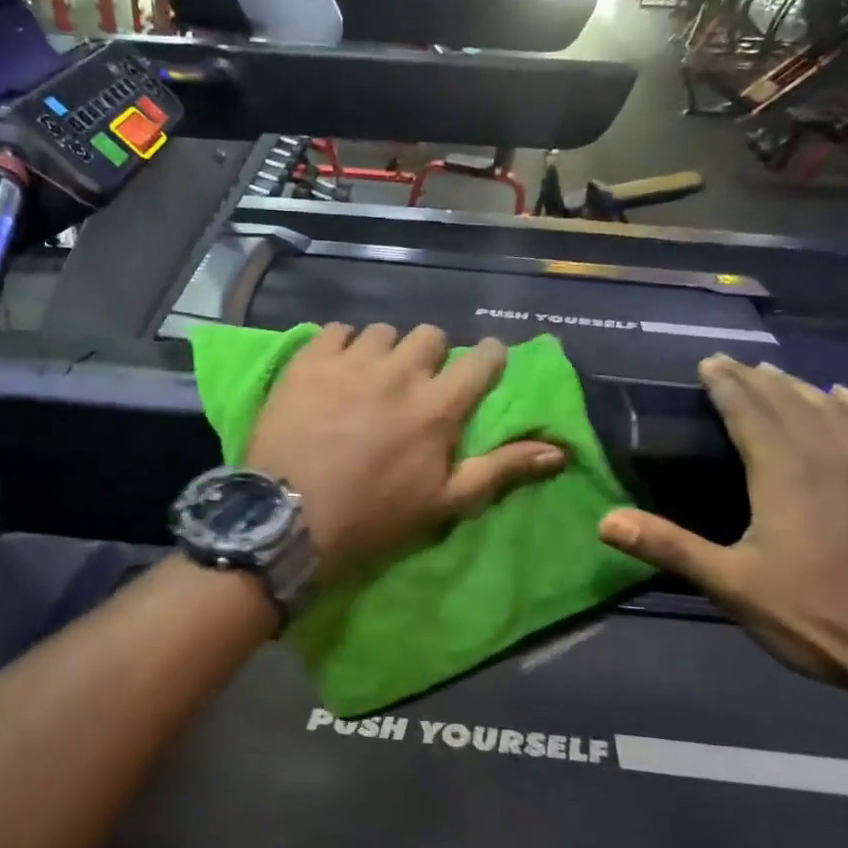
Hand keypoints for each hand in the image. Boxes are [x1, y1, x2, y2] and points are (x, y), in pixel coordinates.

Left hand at [247, 324, 565, 579]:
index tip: (482, 366)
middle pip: (430, 336)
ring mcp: (352, 362)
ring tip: (371, 376)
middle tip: (416, 382)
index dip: (488, 358)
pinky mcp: (309, 361)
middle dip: (431, 354)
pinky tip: (335, 370)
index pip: (481, 359)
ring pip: (382, 331)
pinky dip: (341, 345)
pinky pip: (335, 331)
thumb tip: (557, 450)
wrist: (290, 517)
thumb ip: (500, 469)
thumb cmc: (373, 516)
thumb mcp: (443, 502)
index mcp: (439, 406)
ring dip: (385, 350)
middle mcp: (400, 372)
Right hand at [598, 355, 847, 696]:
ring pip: (833, 412)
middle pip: (790, 405)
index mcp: (785, 478)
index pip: (751, 415)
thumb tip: (605, 521)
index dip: (727, 387)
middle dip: (756, 380)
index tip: (707, 363)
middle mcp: (831, 462)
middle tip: (728, 361)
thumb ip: (668, 547)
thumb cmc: (811, 618)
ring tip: (773, 372)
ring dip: (800, 387)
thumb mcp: (729, 585)